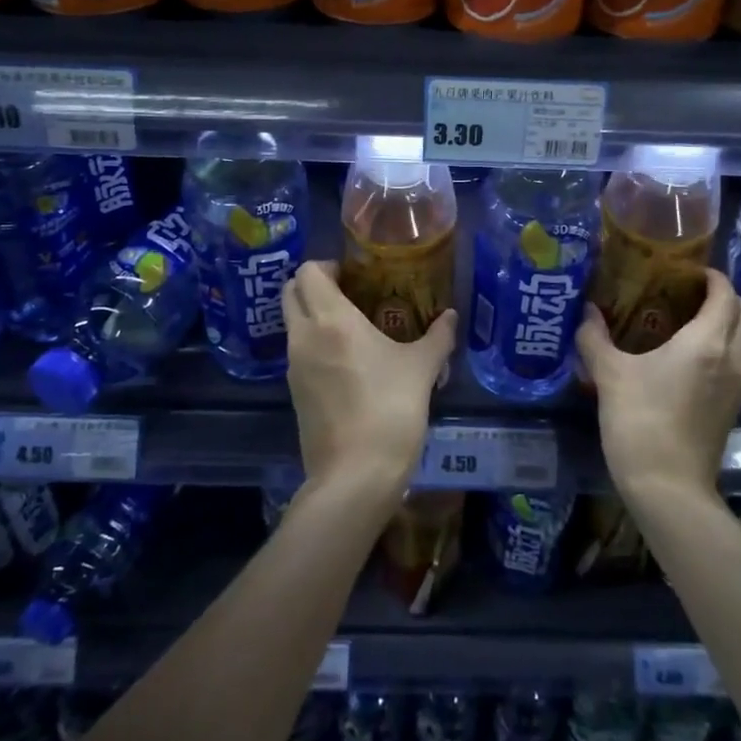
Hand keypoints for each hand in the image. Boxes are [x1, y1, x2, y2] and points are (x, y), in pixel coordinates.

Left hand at [283, 260, 456, 499]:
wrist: (355, 474)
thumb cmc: (390, 409)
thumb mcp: (422, 369)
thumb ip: (438, 337)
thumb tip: (450, 316)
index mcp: (330, 319)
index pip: (307, 271)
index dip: (327, 266)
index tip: (354, 276)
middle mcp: (303, 336)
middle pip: (290, 292)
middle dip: (314, 286)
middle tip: (350, 295)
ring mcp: (293, 366)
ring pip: (292, 324)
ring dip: (313, 316)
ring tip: (353, 329)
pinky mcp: (294, 393)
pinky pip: (298, 353)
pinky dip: (314, 345)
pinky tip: (347, 363)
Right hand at [579, 268, 740, 505]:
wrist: (668, 487)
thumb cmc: (640, 420)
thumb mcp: (609, 374)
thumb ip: (594, 336)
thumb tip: (586, 311)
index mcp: (707, 342)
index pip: (725, 293)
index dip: (711, 276)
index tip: (686, 270)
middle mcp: (732, 358)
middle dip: (722, 296)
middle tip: (686, 290)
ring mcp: (737, 386)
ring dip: (723, 323)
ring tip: (683, 320)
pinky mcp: (732, 408)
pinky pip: (734, 363)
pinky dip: (719, 348)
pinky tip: (685, 357)